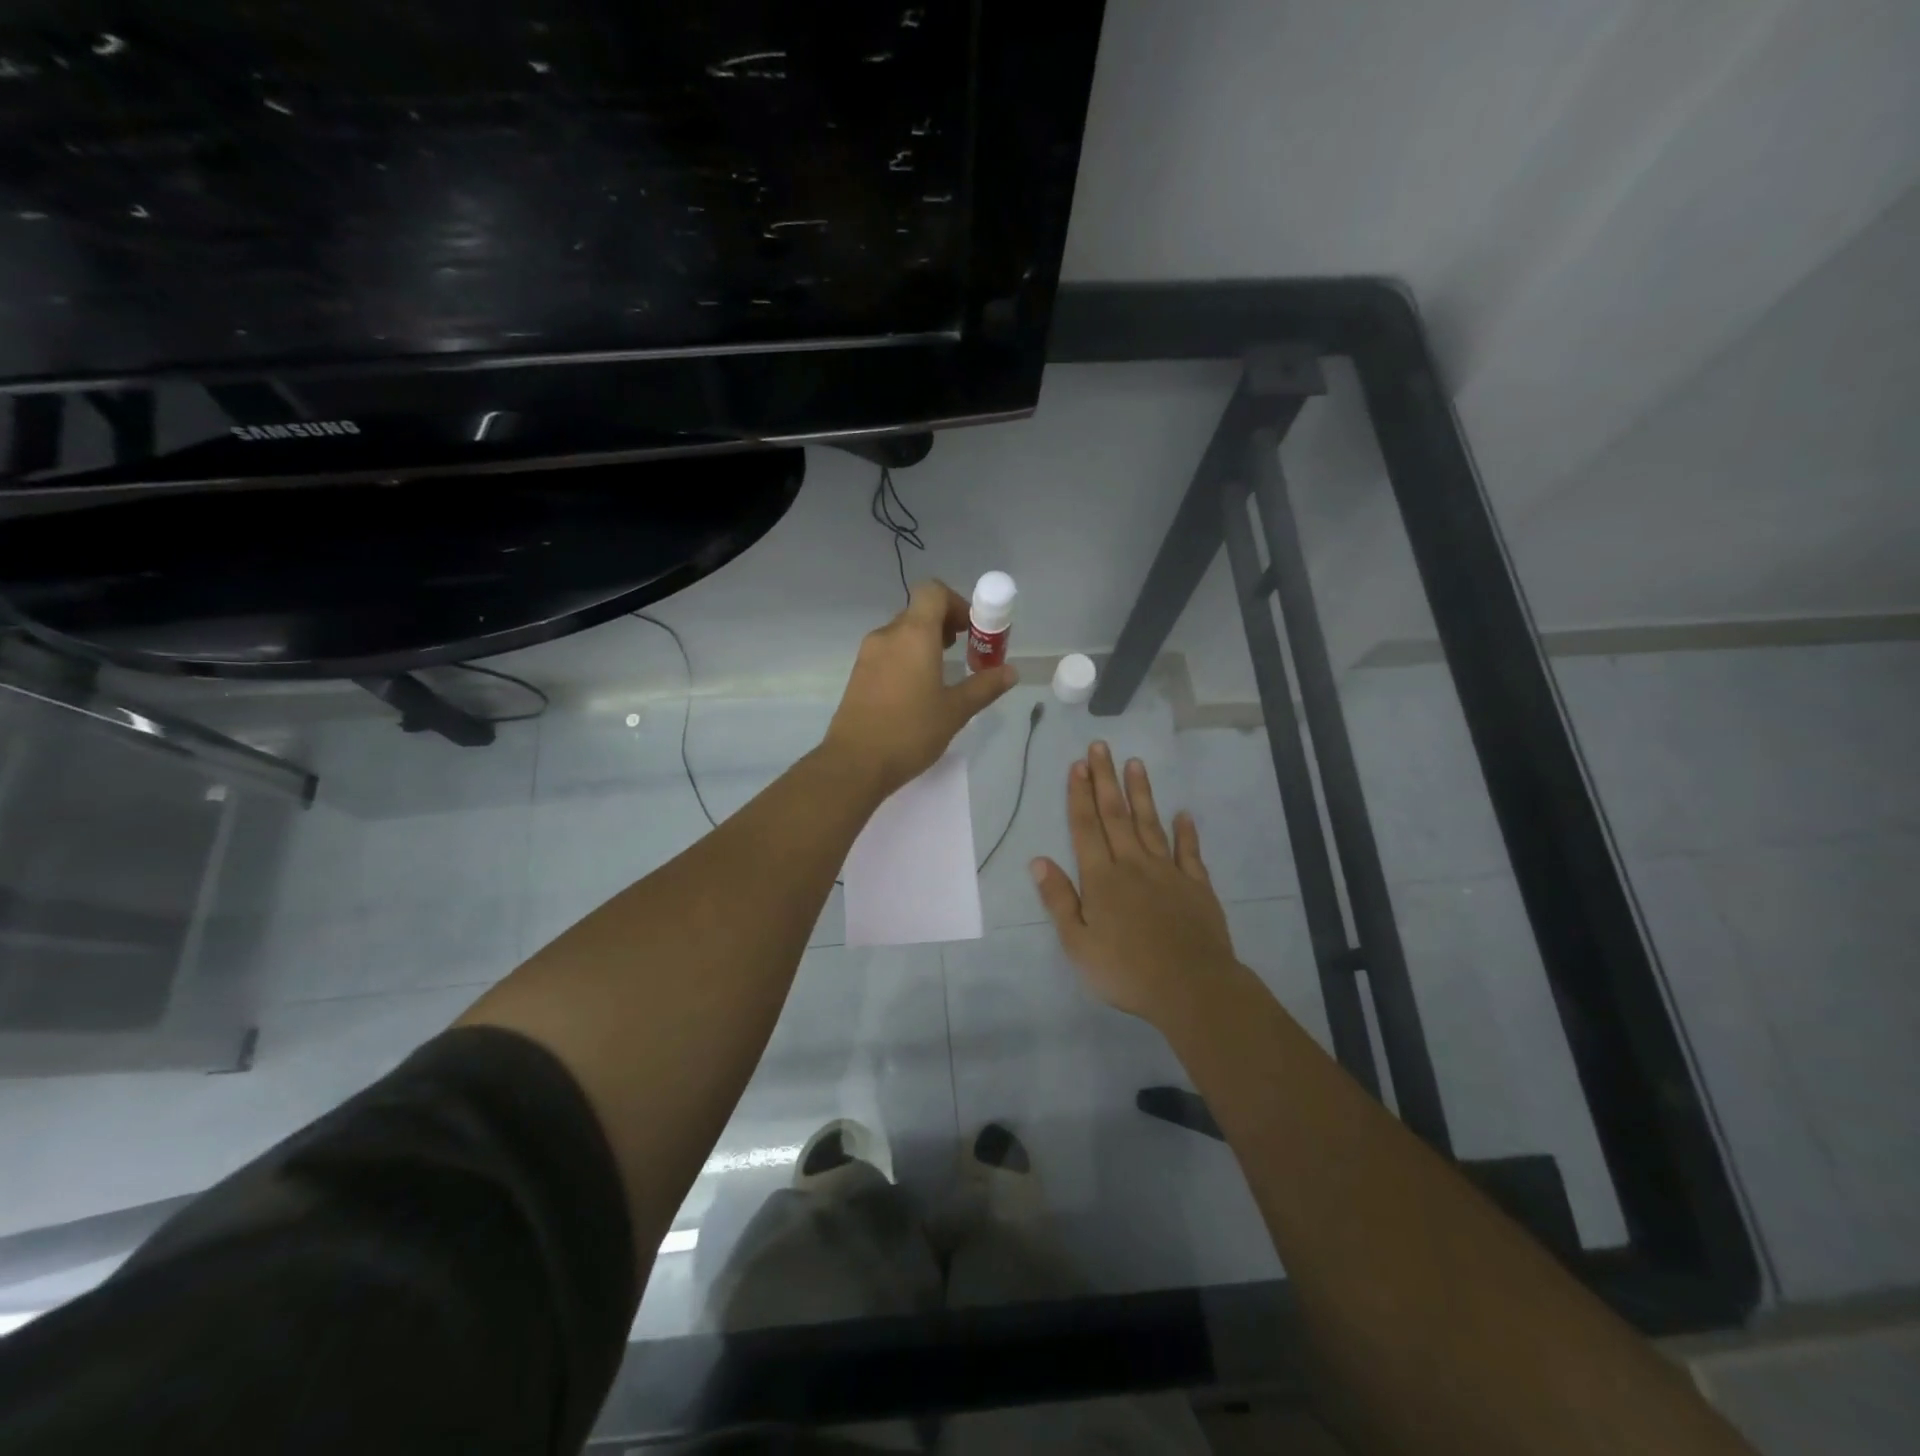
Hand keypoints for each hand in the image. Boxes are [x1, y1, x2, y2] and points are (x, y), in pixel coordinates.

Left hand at [824, 580, 1017, 799]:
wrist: (855, 762)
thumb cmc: (910, 732)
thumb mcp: (955, 711)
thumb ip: (984, 686)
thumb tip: (1011, 672)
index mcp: (914, 635)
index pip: (933, 592)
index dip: (956, 602)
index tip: (971, 629)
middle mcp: (887, 635)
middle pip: (918, 611)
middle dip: (944, 625)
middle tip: (964, 651)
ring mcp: (868, 654)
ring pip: (902, 633)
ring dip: (925, 642)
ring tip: (942, 673)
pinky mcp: (858, 674)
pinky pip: (888, 652)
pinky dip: (907, 657)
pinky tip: (917, 690)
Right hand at [1032, 743, 1239, 1021]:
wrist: (1191, 987)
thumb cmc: (1126, 971)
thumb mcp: (1078, 944)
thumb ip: (1059, 900)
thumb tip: (1038, 860)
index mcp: (1101, 879)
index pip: (1085, 828)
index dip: (1079, 795)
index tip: (1077, 765)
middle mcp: (1133, 865)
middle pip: (1116, 815)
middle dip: (1105, 779)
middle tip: (1100, 746)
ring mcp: (1167, 872)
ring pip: (1150, 824)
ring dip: (1141, 793)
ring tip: (1135, 764)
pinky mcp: (1196, 885)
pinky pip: (1189, 851)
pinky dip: (1185, 831)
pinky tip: (1183, 814)